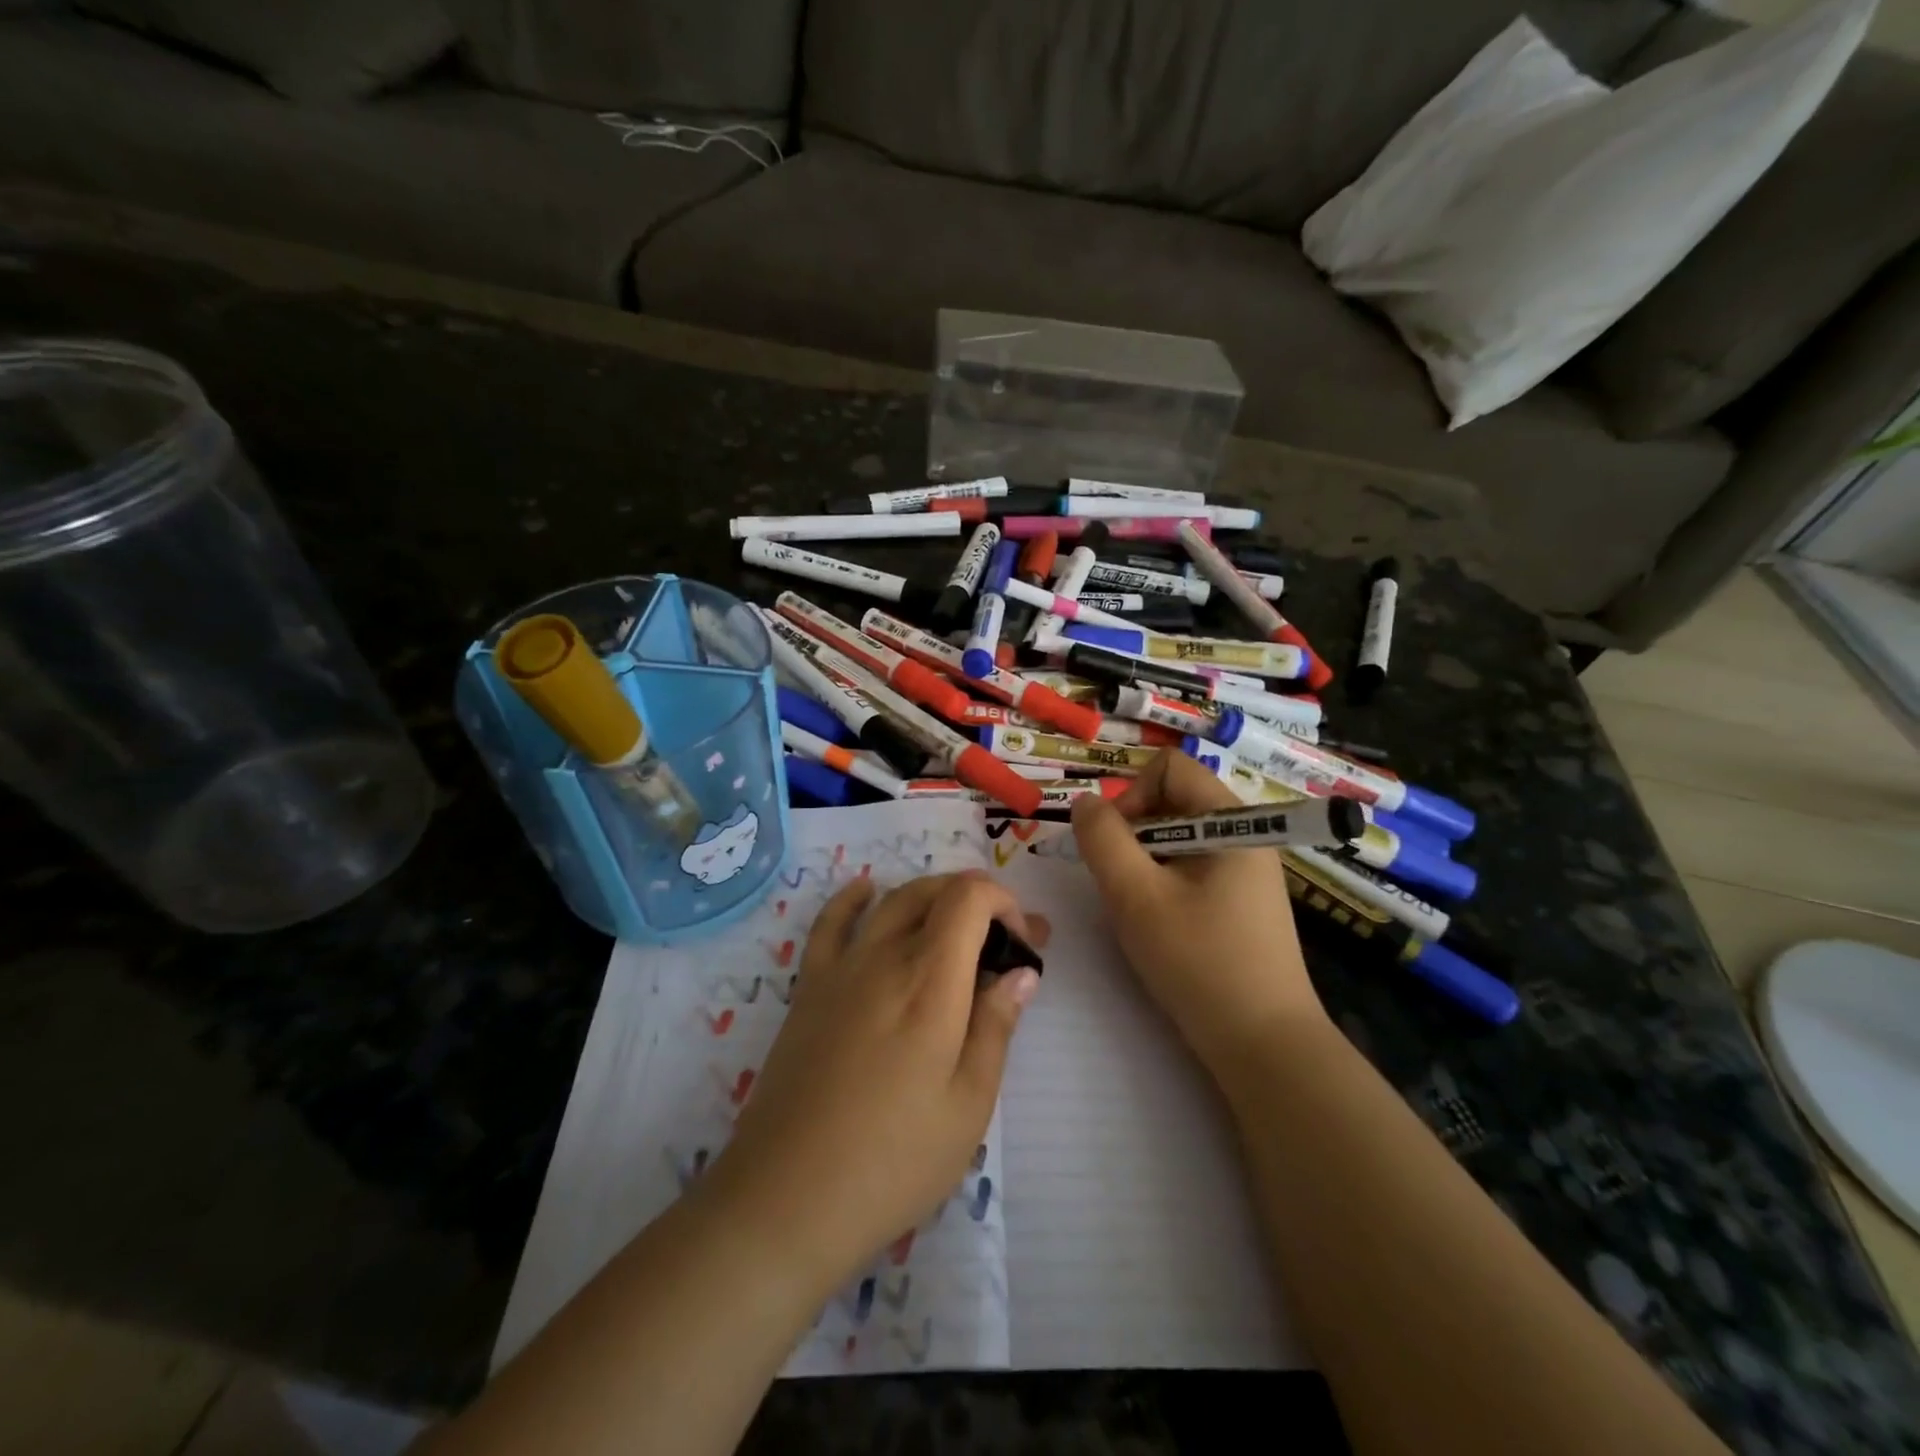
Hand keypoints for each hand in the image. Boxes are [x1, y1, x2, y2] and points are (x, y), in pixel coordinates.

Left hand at [704, 871, 1046, 1291]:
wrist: (788, 1196)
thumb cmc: (894, 1159)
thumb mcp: (968, 1104)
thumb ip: (996, 1026)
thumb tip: (1022, 972)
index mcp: (930, 981)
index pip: (970, 897)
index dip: (1004, 903)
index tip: (1022, 947)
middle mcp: (885, 956)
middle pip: (934, 891)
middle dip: (979, 904)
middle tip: (1004, 946)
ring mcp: (841, 968)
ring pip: (892, 900)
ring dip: (933, 898)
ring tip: (957, 929)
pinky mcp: (809, 988)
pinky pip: (830, 923)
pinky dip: (854, 897)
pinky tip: (866, 891)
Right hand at [1070, 750, 1325, 1070]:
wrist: (1264, 1046)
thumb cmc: (1199, 962)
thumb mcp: (1136, 896)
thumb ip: (1103, 840)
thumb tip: (1085, 803)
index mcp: (1232, 822)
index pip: (1170, 768)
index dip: (1131, 794)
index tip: (1113, 843)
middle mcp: (1245, 835)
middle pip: (1173, 801)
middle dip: (1133, 833)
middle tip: (1118, 883)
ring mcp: (1246, 871)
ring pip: (1177, 839)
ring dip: (1144, 862)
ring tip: (1136, 909)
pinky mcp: (1241, 902)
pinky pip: (1191, 868)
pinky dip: (1162, 883)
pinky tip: (1158, 925)